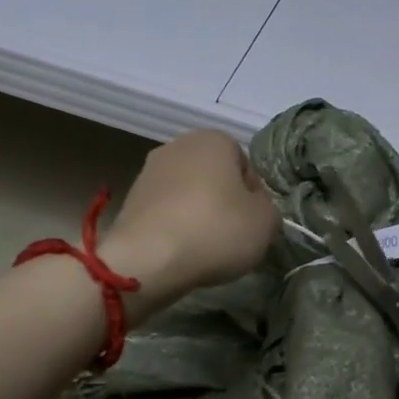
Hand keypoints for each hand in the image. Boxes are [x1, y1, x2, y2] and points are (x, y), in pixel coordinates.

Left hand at [102, 130, 277, 312]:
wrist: (149, 259)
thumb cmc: (216, 230)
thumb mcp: (266, 222)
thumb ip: (268, 208)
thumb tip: (255, 207)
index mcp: (214, 139)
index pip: (245, 165)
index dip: (253, 195)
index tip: (253, 221)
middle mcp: (178, 146)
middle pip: (213, 176)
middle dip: (222, 202)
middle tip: (231, 235)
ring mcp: (148, 171)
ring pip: (187, 194)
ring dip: (197, 214)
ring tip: (203, 247)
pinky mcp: (130, 200)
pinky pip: (165, 211)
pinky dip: (174, 227)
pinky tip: (179, 251)